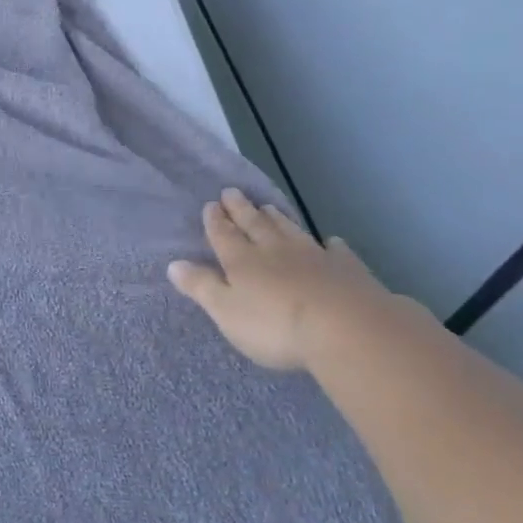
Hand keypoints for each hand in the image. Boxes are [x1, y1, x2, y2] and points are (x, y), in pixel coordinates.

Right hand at [168, 189, 395, 371]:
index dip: (216, 221)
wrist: (348, 329)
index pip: (224, 235)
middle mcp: (275, 251)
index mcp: (242, 261)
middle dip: (241, 209)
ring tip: (268, 207)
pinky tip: (331, 241)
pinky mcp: (347, 270)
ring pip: (290, 231)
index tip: (211, 204)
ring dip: (277, 218)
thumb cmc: (275, 325)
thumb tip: (174, 264)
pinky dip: (331, 245)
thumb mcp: (226, 311)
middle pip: (255, 225)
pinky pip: (336, 252)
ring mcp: (314, 257)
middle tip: (232, 192)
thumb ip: (201, 286)